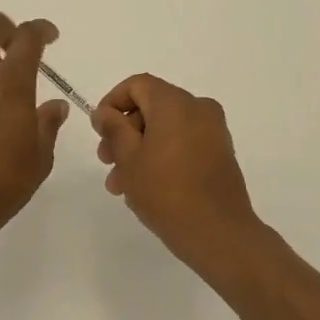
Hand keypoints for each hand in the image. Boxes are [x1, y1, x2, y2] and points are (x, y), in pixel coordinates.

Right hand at [93, 74, 263, 273]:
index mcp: (175, 102)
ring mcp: (213, 131)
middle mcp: (198, 108)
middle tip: (106, 162)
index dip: (112, 103)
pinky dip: (162, 155)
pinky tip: (146, 187)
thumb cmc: (166, 191)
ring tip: (121, 185)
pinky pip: (183, 142)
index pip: (137, 85)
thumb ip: (113, 128)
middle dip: (124, 133)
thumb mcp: (128, 158)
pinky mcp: (221, 153)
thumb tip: (105, 112)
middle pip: (151, 107)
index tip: (99, 131)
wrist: (219, 234)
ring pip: (165, 128)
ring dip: (139, 149)